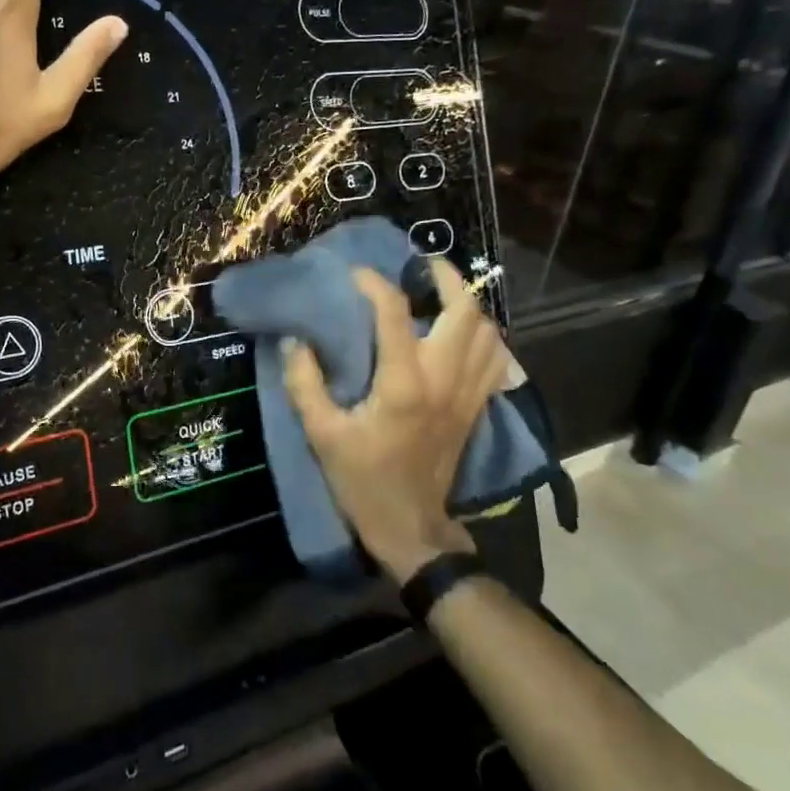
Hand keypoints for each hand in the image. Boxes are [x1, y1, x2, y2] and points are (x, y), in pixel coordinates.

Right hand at [282, 259, 508, 582]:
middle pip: (465, 311)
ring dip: (468, 304)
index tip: (354, 274)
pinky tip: (461, 331)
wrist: (409, 526)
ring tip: (441, 291)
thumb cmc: (362, 480)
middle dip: (446, 277)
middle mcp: (444, 380)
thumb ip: (304, 383)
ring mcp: (467, 394)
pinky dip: (484, 335)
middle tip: (420, 264)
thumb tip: (294, 339)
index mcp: (404, 384)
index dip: (374, 284)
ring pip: (488, 332)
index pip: (394, 314)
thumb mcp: (321, 434)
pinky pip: (495, 359)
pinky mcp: (476, 408)